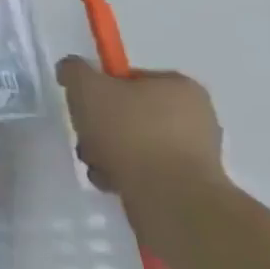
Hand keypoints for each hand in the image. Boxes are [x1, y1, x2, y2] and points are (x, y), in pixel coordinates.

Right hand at [56, 56, 225, 206]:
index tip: (84, 104)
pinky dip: (124, 173)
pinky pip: (145, 169)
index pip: (130, 77)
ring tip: (97, 164)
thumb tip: (73, 71)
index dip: (100, 88)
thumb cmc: (130, 132)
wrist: (170, 198)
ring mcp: (196, 153)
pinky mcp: (189, 184)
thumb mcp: (86, 86)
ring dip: (106, 151)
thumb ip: (74, 70)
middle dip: (99, 126)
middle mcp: (196, 116)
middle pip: (128, 112)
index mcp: (180, 87)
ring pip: (133, 143)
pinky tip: (112, 181)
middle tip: (86, 137)